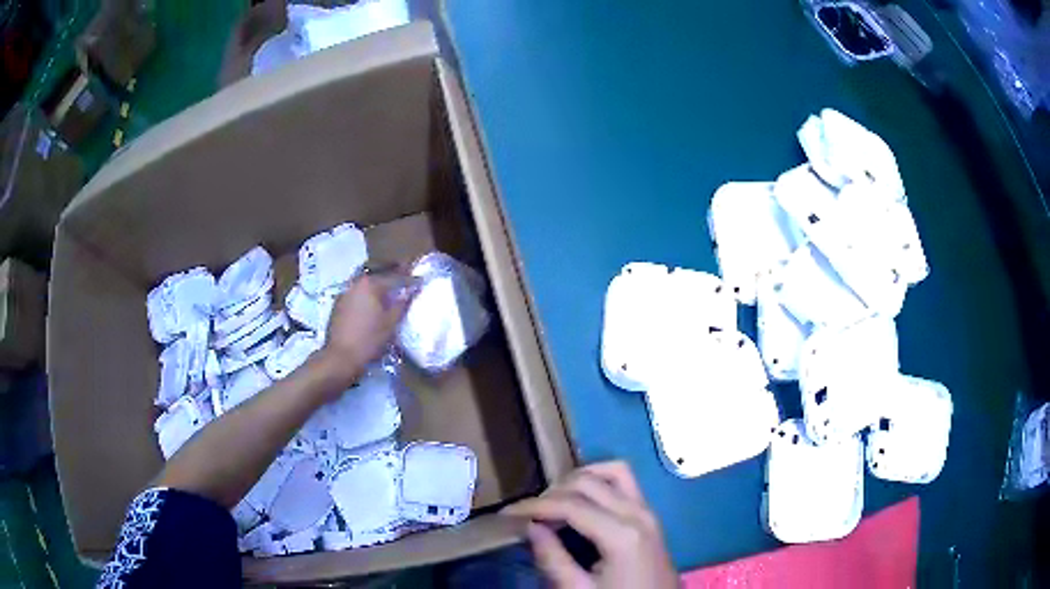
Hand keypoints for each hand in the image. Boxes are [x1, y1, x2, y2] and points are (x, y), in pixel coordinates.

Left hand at [315, 272, 412, 391]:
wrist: (341, 358)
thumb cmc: (369, 339)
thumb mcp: (391, 323)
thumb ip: (402, 304)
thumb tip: (411, 291)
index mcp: (369, 284)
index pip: (394, 278)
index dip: (409, 280)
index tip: (420, 281)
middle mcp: (355, 284)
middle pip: (377, 278)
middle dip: (391, 280)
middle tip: (404, 284)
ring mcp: (344, 294)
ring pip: (365, 287)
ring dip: (377, 290)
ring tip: (389, 296)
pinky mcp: (337, 306)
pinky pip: (356, 296)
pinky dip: (365, 299)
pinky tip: (371, 308)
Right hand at [503, 461, 676, 588]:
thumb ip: (554, 559)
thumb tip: (530, 527)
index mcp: (621, 534)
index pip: (569, 504)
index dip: (533, 505)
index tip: (505, 513)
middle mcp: (638, 512)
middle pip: (588, 481)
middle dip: (552, 492)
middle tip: (528, 514)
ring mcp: (648, 511)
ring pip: (612, 471)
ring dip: (578, 480)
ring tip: (554, 503)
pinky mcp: (650, 515)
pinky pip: (625, 482)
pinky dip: (600, 482)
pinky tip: (582, 502)